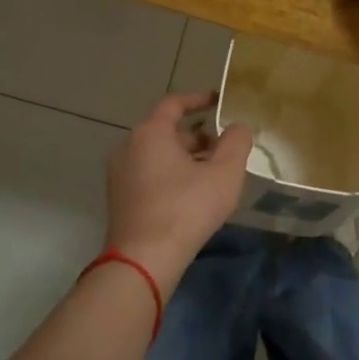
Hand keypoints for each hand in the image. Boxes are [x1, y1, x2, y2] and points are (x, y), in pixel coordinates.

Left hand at [104, 92, 253, 289]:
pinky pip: (149, 174)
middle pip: (166, 130)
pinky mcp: (119, 199)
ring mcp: (119, 174)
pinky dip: (171, 174)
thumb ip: (236, 142)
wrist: (144, 259)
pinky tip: (192, 196)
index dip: (199, 99)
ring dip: (185, 158)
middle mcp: (128, 147)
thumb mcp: (224, 173)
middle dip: (197, 136)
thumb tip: (238, 127)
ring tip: (213, 173)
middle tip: (223, 147)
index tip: (219, 102)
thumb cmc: (186, 209)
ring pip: (157, 154)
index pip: (174, 103)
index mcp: (150, 133)